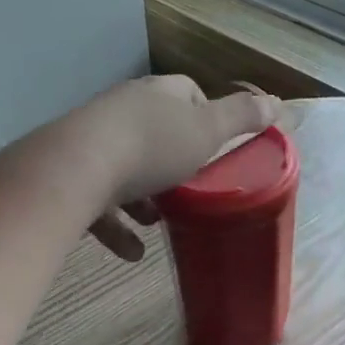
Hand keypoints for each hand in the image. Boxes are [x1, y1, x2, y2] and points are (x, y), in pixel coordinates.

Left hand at [73, 76, 280, 260]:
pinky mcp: (68, 173)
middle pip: (155, 127)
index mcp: (157, 94)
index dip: (205, 115)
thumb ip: (242, 117)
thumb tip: (276, 101)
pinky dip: (117, 225)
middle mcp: (122, 108)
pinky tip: (132, 252)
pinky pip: (98, 199)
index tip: (217, 144)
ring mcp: (90, 139)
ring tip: (161, 221)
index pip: (187, 92)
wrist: (72, 170)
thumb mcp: (207, 131)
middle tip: (192, 185)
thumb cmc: (151, 146)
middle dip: (174, 158)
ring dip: (144, 194)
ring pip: (125, 164)